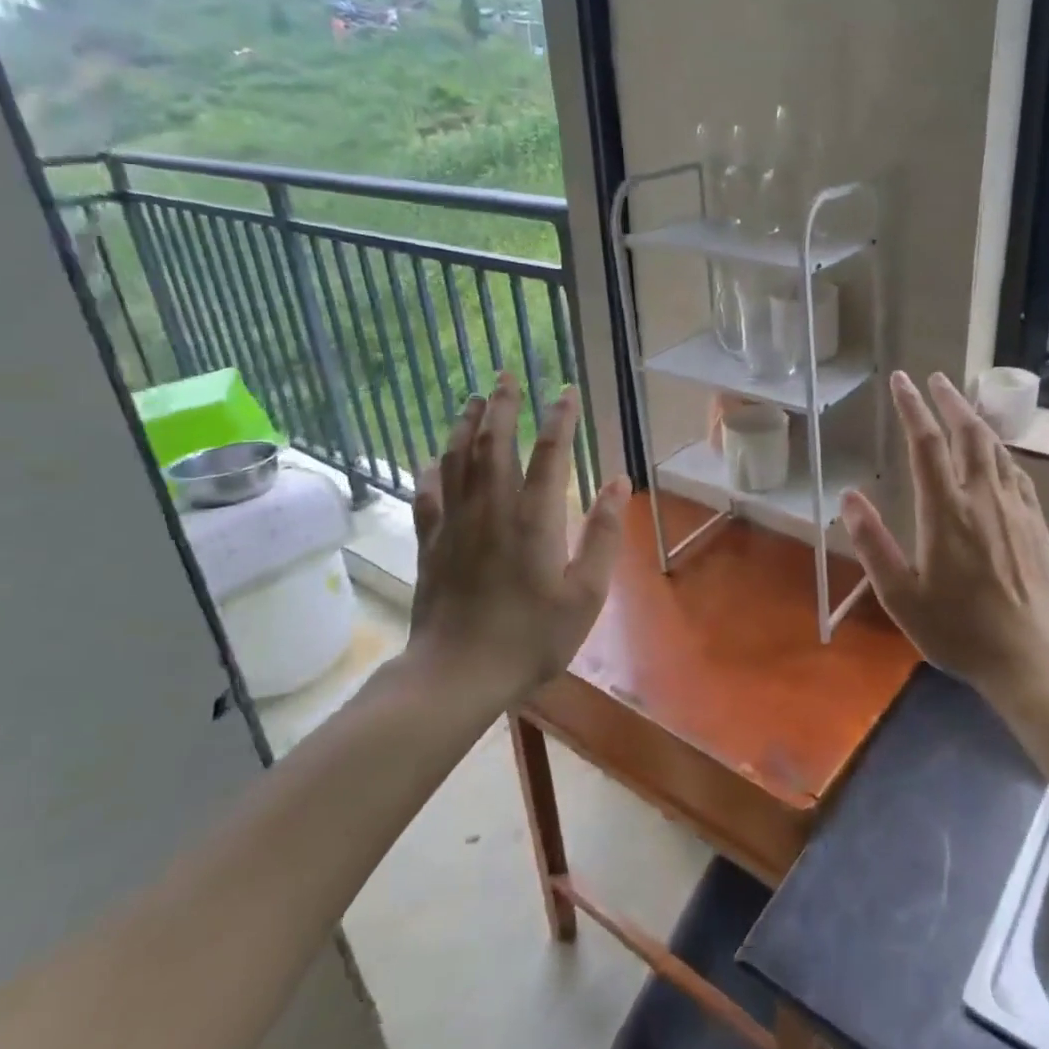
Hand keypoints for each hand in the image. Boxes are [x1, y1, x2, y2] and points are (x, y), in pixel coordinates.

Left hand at [405, 372, 630, 707]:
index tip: (565, 390)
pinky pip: (428, 495)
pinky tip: (434, 459)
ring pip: (458, 460)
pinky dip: (432, 471)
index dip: (559, 418)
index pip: (549, 453)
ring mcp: (456, 524)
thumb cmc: (532, 637)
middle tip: (505, 374)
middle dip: (502, 406)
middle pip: (495, 443)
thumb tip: (619, 483)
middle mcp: (493, 509)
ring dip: (465, 425)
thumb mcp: (586, 593)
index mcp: (535, 519)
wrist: (458, 673)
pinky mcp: (431, 543)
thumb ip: (604, 535)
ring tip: (472, 399)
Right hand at [841, 371, 1048, 697]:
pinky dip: (1001, 451)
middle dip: (949, 400)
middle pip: (968, 433)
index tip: (901, 381)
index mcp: (946, 512)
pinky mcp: (1036, 524)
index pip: (926, 444)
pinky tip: (997, 455)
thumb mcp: (901, 597)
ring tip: (962, 406)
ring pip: (996, 448)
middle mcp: (983, 498)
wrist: (1033, 658)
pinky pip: (1017, 473)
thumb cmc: (959, 630)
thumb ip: (873, 544)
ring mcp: (1015, 509)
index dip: (912, 407)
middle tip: (935, 378)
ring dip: (976, 420)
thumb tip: (849, 496)